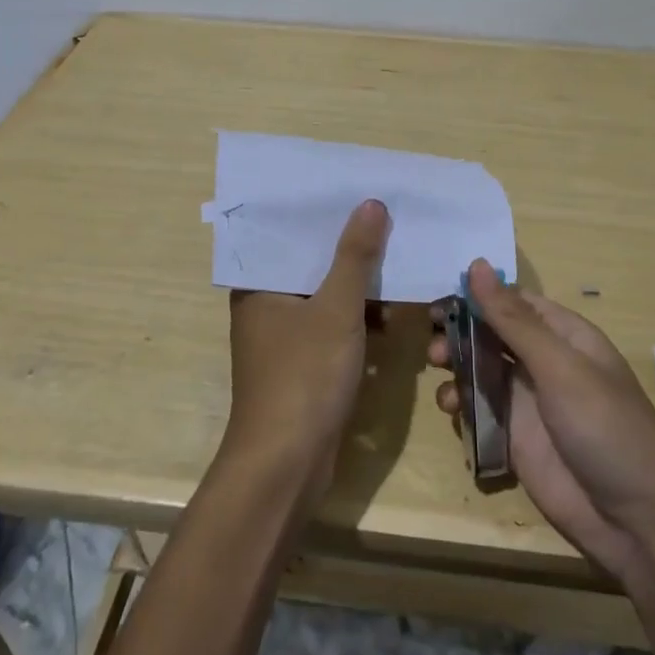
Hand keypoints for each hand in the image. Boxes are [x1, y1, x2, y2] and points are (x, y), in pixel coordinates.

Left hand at [225, 200, 389, 508]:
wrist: (287, 464)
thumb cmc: (304, 376)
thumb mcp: (336, 310)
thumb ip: (355, 257)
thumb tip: (371, 204)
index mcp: (258, 285)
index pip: (289, 234)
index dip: (323, 213)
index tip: (357, 190)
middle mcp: (265, 305)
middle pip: (310, 263)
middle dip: (348, 247)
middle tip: (387, 218)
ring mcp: (283, 337)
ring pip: (324, 295)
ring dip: (357, 285)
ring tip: (397, 259)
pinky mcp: (302, 363)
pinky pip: (331, 325)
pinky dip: (356, 318)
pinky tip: (389, 313)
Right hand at [429, 261, 654, 585]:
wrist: (638, 522)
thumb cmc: (605, 428)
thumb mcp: (559, 367)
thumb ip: (513, 320)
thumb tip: (476, 265)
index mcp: (564, 336)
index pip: (514, 302)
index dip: (477, 296)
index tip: (439, 298)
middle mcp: (544, 363)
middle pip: (492, 334)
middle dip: (460, 333)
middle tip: (433, 341)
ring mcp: (529, 402)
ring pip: (480, 371)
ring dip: (456, 367)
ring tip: (439, 375)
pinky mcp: (515, 439)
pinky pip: (479, 410)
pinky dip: (460, 405)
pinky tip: (451, 410)